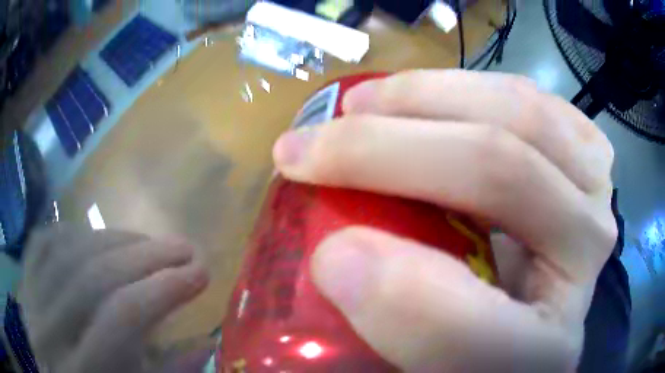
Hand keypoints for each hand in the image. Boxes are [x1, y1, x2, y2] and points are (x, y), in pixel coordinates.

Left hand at [19, 225, 209, 372]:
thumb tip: (206, 341)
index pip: (120, 319)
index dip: (162, 290)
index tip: (199, 271)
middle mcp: (48, 334)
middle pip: (92, 278)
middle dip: (144, 256)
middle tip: (182, 248)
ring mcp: (29, 301)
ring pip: (68, 252)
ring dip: (114, 239)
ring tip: (147, 243)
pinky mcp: (23, 282)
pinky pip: (45, 242)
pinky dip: (76, 233)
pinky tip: (99, 240)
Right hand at [273, 70, 616, 371]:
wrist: (544, 305)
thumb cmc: (492, 342)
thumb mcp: (448, 363)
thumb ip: (409, 327)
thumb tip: (340, 258)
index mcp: (548, 345)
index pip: (480, 330)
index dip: (396, 295)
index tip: (321, 257)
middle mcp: (588, 256)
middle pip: (503, 172)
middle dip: (386, 148)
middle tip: (307, 146)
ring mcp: (594, 191)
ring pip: (522, 113)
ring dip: (427, 96)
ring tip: (363, 103)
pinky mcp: (584, 153)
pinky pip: (533, 99)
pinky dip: (473, 85)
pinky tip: (431, 93)